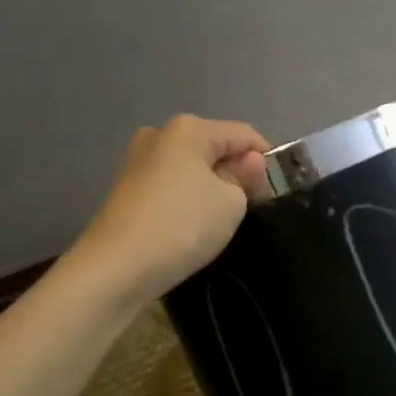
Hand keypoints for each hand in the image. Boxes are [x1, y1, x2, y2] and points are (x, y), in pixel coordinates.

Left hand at [76, 114, 268, 303]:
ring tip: (223, 219)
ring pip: (191, 167)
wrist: (117, 267)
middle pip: (214, 147)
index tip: (278, 188)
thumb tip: (250, 163)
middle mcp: (160, 134)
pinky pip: (171, 185)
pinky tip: (193, 224)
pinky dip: (188, 198)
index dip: (266, 158)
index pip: (244, 134)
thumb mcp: (232, 203)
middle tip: (252, 206)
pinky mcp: (127, 188)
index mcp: (189, 129)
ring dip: (211, 186)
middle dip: (236, 171)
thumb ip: (246, 178)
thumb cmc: (183, 226)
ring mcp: (138, 160)